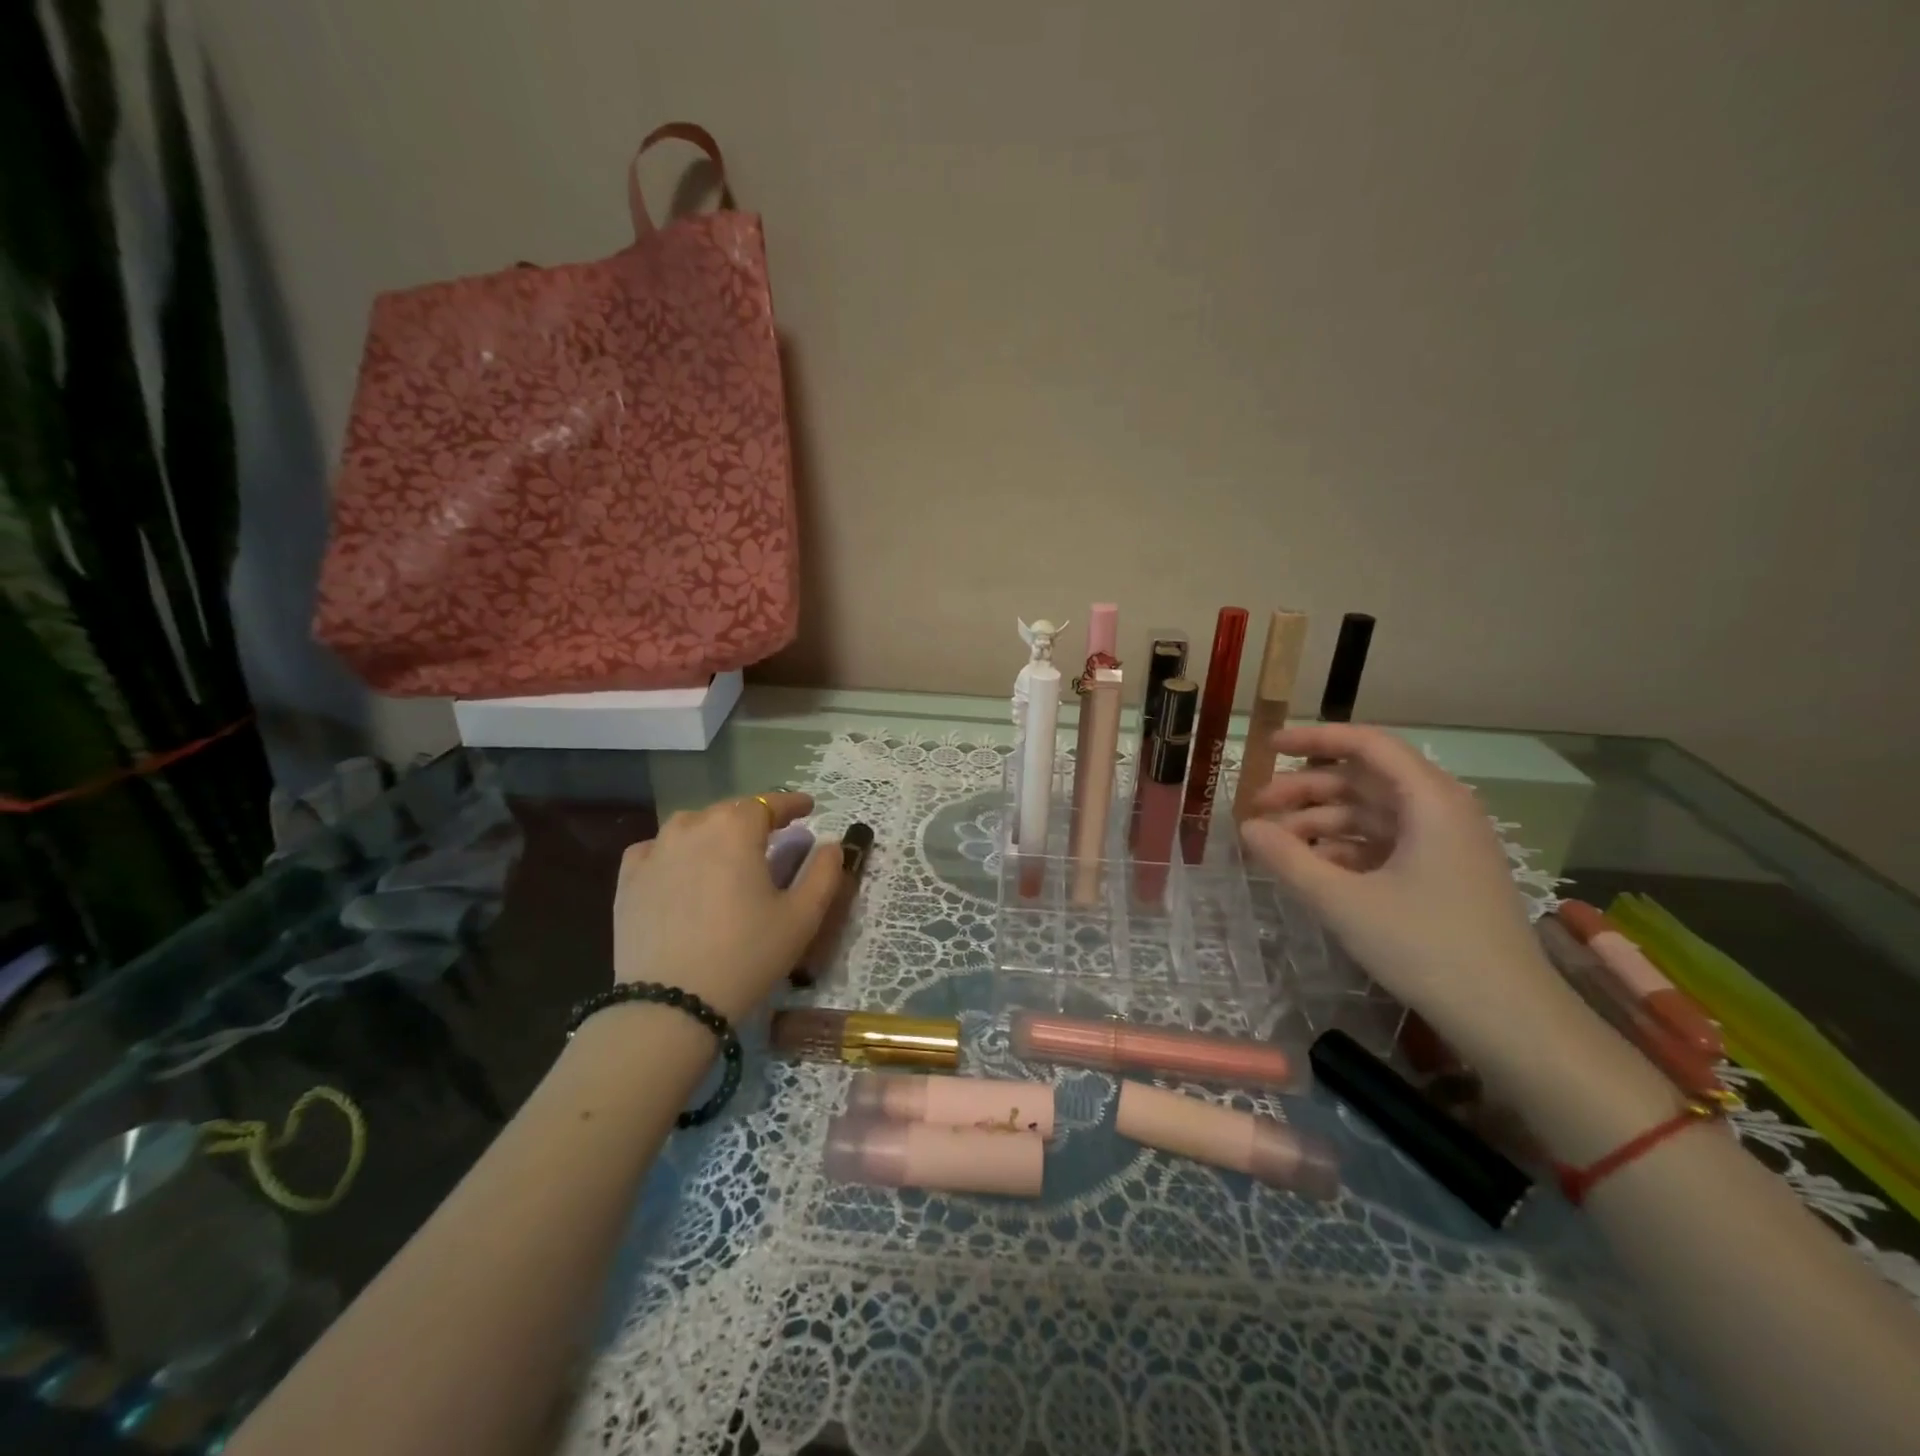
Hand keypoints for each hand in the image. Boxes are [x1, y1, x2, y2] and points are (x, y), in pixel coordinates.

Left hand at [613, 792, 842, 1022]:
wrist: (670, 1004)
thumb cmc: (746, 955)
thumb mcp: (802, 917)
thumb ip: (824, 873)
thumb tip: (831, 845)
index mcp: (736, 829)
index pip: (769, 803)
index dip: (792, 803)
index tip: (808, 807)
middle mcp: (692, 827)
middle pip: (729, 811)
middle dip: (754, 817)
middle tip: (773, 834)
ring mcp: (654, 851)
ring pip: (691, 826)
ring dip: (715, 831)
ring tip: (727, 851)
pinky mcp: (628, 880)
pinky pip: (656, 850)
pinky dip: (675, 852)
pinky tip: (682, 869)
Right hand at [1238, 725, 1560, 1057]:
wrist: (1509, 1018)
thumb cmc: (1426, 947)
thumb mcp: (1343, 902)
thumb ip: (1288, 859)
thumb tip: (1247, 827)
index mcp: (1430, 800)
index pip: (1367, 744)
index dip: (1314, 739)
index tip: (1268, 746)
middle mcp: (1441, 810)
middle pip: (1363, 780)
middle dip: (1306, 790)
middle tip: (1257, 808)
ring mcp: (1445, 843)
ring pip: (1370, 813)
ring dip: (1321, 822)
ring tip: (1276, 845)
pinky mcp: (1442, 873)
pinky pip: (1384, 843)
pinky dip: (1345, 848)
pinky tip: (1313, 869)